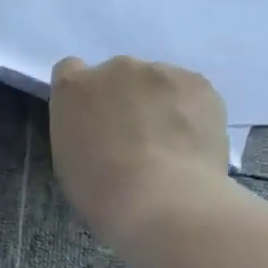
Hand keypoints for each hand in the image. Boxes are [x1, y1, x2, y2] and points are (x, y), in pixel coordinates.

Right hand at [48, 55, 232, 255]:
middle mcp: (115, 68)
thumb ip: (80, 130)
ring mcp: (160, 72)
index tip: (91, 117)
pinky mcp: (198, 83)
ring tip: (167, 144)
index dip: (82, 93)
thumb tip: (101, 129)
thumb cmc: (99, 190)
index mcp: (73, 89)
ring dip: (158, 103)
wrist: (159, 199)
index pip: (70, 70)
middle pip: (118, 75)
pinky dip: (188, 111)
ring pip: (157, 82)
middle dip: (124, 98)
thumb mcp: (68, 159)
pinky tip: (188, 143)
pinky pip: (189, 92)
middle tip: (133, 137)